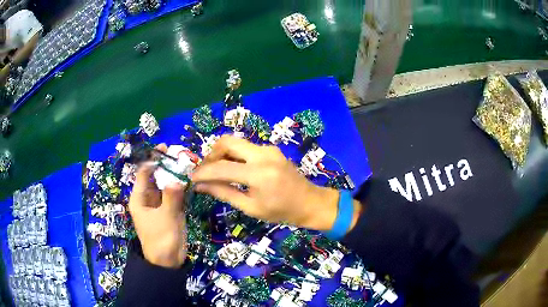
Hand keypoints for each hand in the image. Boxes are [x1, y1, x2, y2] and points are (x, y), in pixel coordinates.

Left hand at [128, 144, 186, 267]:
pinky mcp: (171, 210)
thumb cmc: (160, 239)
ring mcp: (161, 204)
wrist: (169, 261)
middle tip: (180, 154)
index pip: (143, 173)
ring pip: (166, 184)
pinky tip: (191, 179)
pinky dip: (182, 187)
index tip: (164, 149)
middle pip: (156, 177)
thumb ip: (171, 197)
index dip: (152, 160)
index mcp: (140, 198)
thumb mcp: (165, 218)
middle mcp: (149, 198)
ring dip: (175, 175)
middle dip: (166, 166)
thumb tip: (178, 179)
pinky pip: (175, 194)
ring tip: (188, 163)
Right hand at [192, 135, 360, 231]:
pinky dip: (234, 156)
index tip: (192, 178)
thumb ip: (224, 193)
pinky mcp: (271, 149)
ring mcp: (269, 149)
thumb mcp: (251, 207)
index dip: (203, 172)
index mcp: (259, 174)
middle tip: (205, 171)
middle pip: (227, 142)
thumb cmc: (281, 212)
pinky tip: (233, 170)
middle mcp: (263, 155)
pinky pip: (246, 148)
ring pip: (236, 143)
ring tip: (216, 172)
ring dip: (222, 154)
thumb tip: (200, 186)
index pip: (221, 168)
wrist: (310, 202)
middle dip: (211, 154)